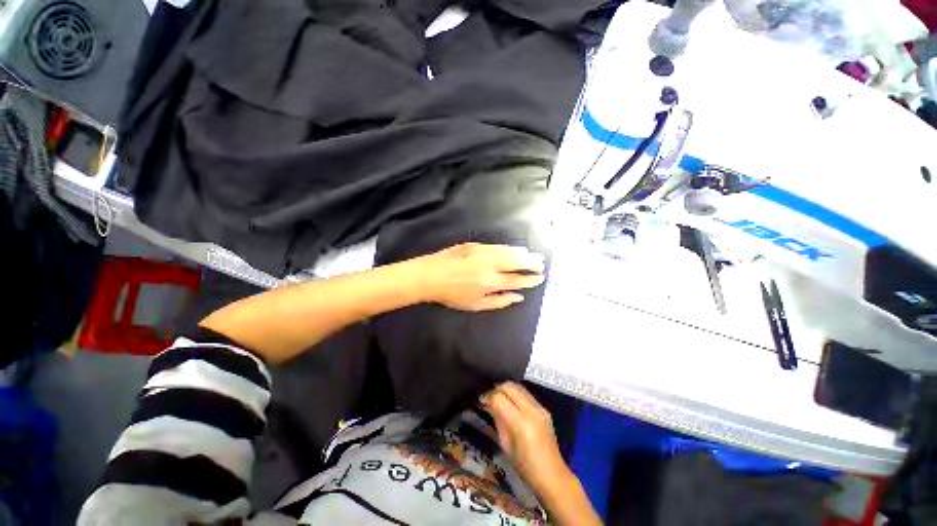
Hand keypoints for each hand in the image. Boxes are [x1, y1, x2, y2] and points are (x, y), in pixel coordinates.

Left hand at [415, 243, 545, 310]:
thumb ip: (499, 301)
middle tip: (541, 263)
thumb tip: (518, 297)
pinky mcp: (474, 245)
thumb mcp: (476, 305)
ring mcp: (482, 253)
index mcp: (490, 282)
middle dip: (531, 263)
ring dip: (522, 253)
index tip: (539, 277)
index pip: (517, 279)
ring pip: (508, 252)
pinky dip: (508, 247)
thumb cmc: (452, 294)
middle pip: (516, 262)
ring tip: (532, 255)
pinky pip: (496, 246)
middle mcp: (489, 265)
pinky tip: (514, 248)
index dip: (530, 279)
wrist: (430, 275)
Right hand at [481, 382, 572, 493]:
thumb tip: (489, 403)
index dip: (488, 396)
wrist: (553, 476)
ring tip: (499, 399)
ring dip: (506, 389)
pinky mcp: (544, 408)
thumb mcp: (505, 444)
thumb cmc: (525, 467)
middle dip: (497, 389)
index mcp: (521, 423)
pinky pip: (526, 393)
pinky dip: (515, 394)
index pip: (499, 398)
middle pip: (509, 386)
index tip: (481, 400)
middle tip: (489, 397)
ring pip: (518, 386)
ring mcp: (540, 407)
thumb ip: (498, 420)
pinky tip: (510, 403)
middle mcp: (531, 410)